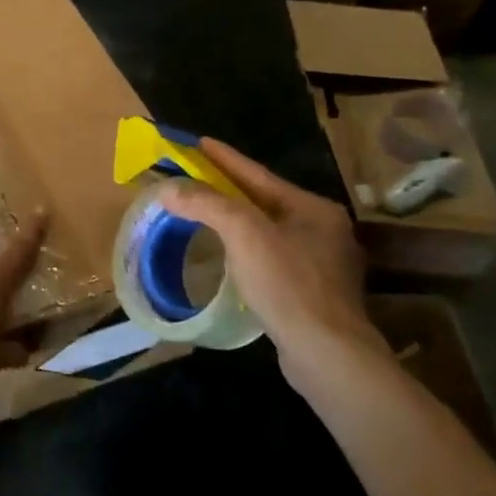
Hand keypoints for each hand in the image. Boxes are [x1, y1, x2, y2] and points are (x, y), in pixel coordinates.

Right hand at [158, 139, 385, 380]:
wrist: (326, 353)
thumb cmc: (287, 283)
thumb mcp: (243, 234)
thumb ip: (206, 205)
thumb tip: (168, 188)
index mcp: (313, 209)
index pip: (259, 175)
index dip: (225, 158)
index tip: (198, 142)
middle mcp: (324, 230)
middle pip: (264, 201)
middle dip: (229, 189)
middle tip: (195, 177)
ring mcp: (323, 264)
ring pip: (269, 231)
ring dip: (236, 221)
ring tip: (206, 213)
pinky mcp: (313, 294)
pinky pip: (272, 258)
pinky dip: (247, 250)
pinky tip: (230, 256)